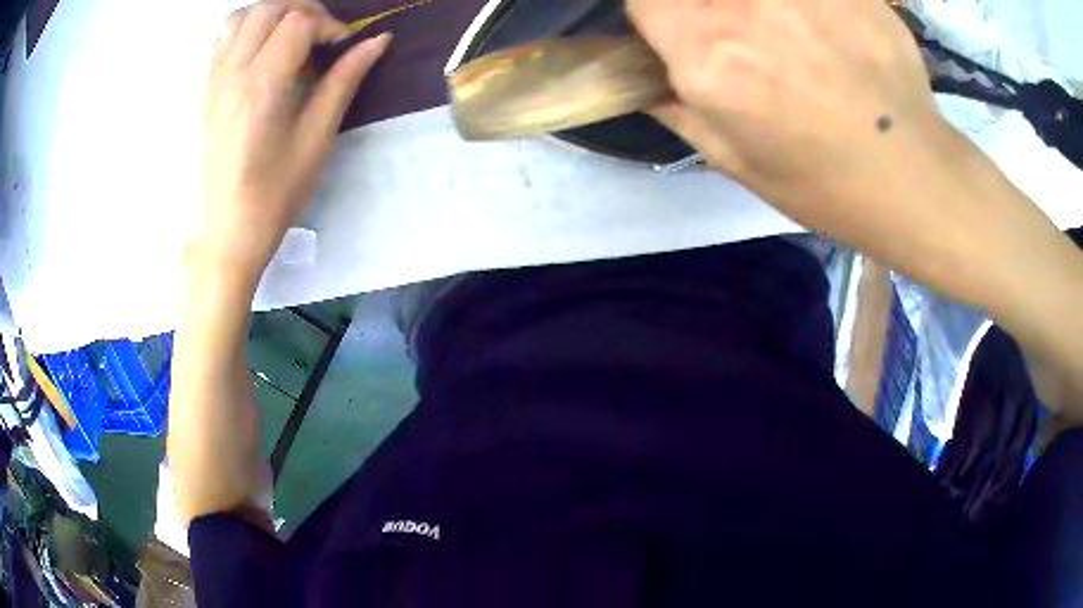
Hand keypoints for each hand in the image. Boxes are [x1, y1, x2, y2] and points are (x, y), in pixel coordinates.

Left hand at [195, 0, 390, 289]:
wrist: (229, 230)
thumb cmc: (276, 192)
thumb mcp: (317, 138)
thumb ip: (344, 80)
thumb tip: (377, 40)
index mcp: (261, 85)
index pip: (298, 22)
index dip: (329, 24)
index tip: (344, 46)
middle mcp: (232, 73)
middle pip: (269, 9)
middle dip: (304, 10)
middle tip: (323, 35)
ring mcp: (214, 81)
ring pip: (241, 17)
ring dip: (273, 14)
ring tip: (293, 35)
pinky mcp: (206, 91)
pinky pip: (223, 39)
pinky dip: (248, 29)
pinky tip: (264, 50)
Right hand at [627, 0, 947, 238]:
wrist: (913, 177)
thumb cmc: (822, 183)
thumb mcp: (735, 160)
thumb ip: (677, 108)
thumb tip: (644, 78)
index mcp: (707, 55)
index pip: (642, 0)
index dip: (654, 15)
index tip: (674, 31)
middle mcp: (744, 7)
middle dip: (702, 8)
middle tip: (735, 32)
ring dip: (755, 8)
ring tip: (786, 34)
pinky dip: (803, 7)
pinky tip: (818, 25)